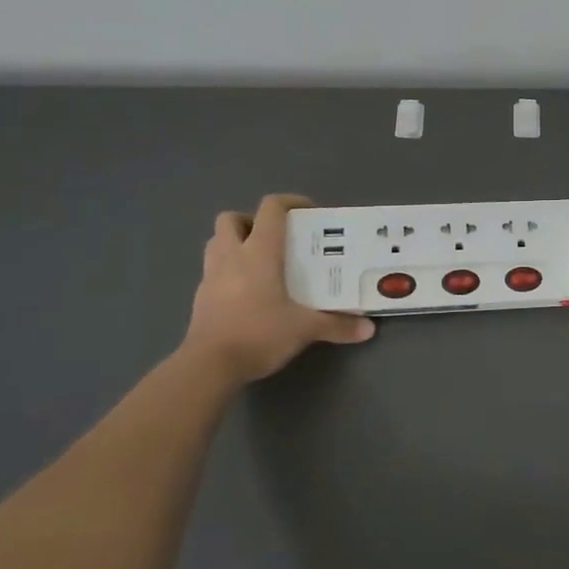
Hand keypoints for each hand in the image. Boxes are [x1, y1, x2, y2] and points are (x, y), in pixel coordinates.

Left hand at [182, 194, 374, 379]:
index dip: (290, 202)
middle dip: (251, 222)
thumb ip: (337, 325)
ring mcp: (210, 276)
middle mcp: (231, 256)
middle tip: (275, 239)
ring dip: (234, 243)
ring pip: (216, 242)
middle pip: (231, 219)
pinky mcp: (200, 298)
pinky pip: (212, 270)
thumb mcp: (304, 329)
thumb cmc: (259, 333)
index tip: (309, 212)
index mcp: (258, 252)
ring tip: (259, 262)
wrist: (208, 366)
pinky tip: (247, 292)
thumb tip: (369, 328)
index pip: (270, 209)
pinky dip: (228, 272)